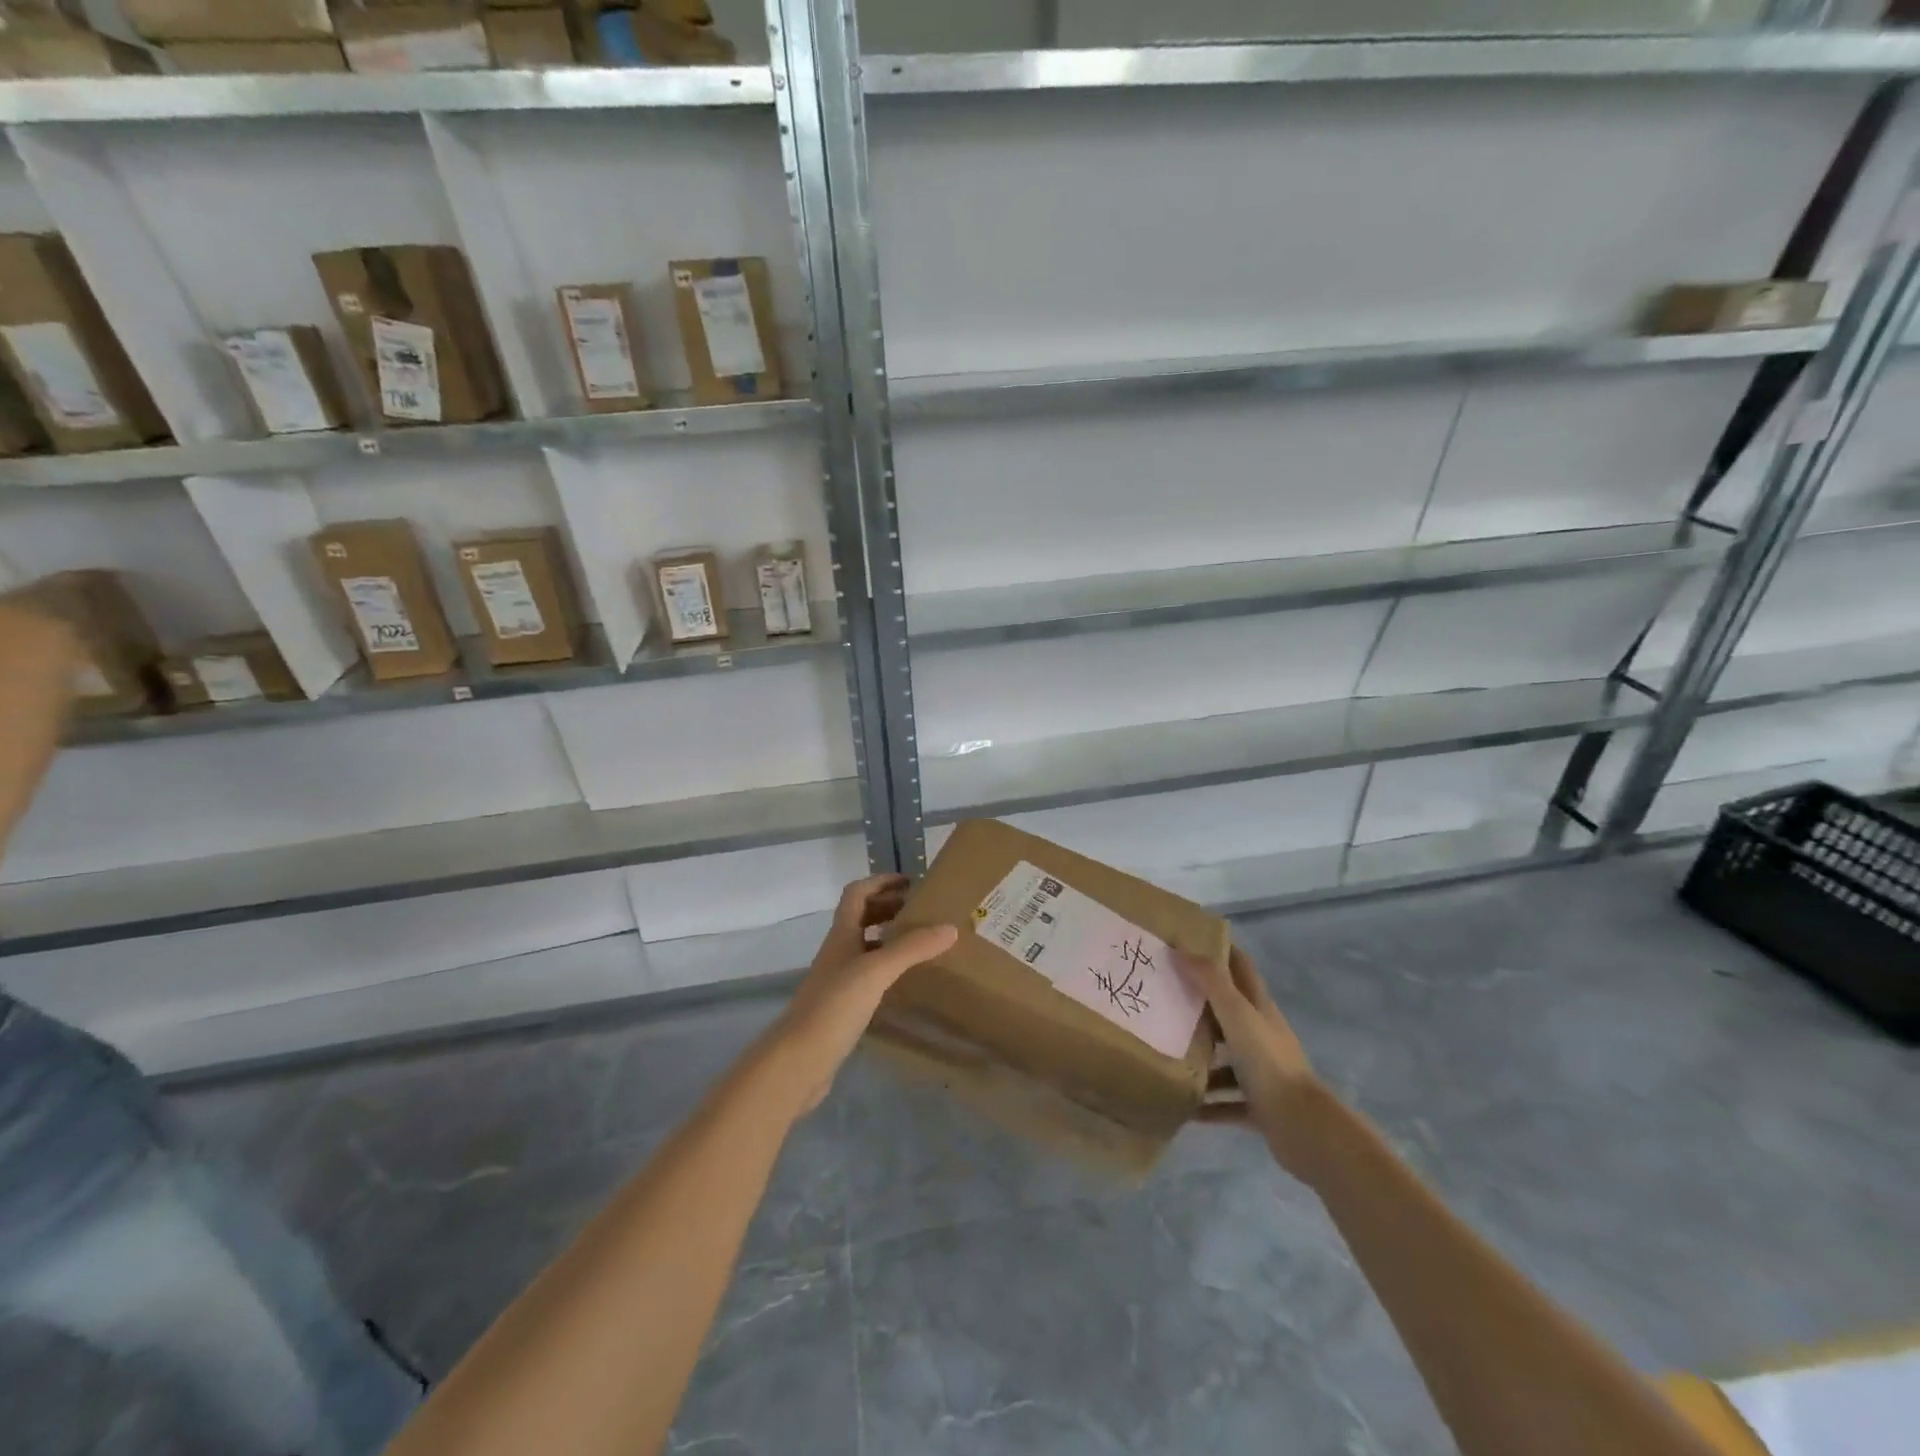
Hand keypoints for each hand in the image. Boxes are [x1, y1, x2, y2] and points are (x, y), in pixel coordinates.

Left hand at [763, 874, 956, 1112]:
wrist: (798, 1060)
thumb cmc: (834, 1006)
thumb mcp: (876, 971)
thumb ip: (911, 948)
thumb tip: (949, 927)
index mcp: (841, 935)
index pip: (857, 893)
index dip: (881, 882)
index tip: (911, 882)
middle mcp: (838, 952)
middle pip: (861, 918)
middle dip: (890, 908)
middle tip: (924, 913)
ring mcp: (838, 980)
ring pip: (866, 947)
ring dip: (890, 939)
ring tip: (923, 944)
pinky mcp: (842, 1007)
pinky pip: (869, 976)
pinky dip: (888, 970)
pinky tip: (907, 982)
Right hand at [1174, 945, 1326, 1179]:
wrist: (1303, 1127)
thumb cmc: (1268, 1062)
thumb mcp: (1237, 1015)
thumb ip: (1210, 982)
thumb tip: (1179, 950)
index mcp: (1260, 1010)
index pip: (1242, 969)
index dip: (1222, 951)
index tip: (1191, 940)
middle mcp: (1262, 1036)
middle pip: (1230, 1013)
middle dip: (1201, 1003)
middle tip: (1165, 994)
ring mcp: (1262, 1073)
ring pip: (1227, 1059)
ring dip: (1202, 1057)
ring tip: (1167, 1051)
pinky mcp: (1259, 1106)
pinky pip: (1227, 1101)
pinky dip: (1208, 1103)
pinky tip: (1184, 1104)